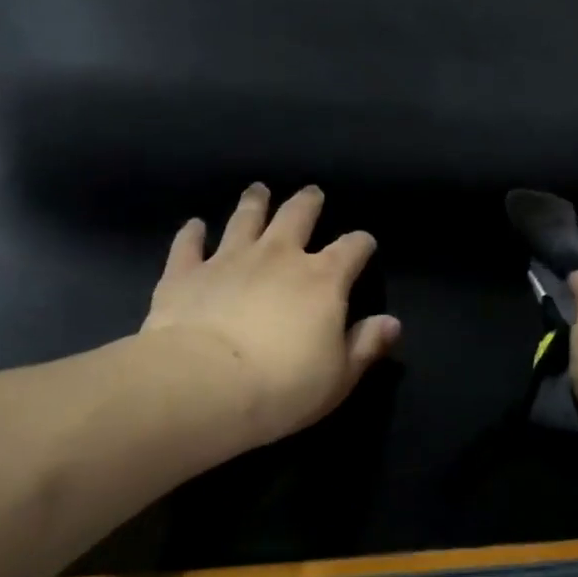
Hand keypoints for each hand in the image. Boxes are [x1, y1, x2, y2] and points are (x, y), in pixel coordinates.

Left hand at [138, 183, 400, 454]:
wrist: (203, 385)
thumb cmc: (283, 386)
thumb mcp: (339, 377)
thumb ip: (366, 345)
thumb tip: (392, 323)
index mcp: (322, 279)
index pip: (352, 248)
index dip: (361, 243)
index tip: (364, 244)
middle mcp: (278, 256)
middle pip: (297, 216)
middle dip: (308, 203)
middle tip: (311, 193)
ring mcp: (229, 259)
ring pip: (245, 219)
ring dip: (254, 203)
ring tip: (258, 190)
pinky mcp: (186, 273)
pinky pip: (189, 244)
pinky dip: (192, 233)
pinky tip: (194, 225)